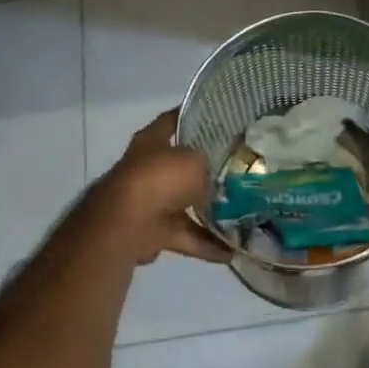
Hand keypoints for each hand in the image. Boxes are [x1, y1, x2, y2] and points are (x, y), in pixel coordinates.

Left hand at [92, 111, 228, 264]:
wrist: (126, 224)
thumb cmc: (160, 178)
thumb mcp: (194, 161)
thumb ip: (207, 166)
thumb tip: (214, 179)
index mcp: (152, 140)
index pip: (173, 120)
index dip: (193, 117)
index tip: (218, 118)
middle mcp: (148, 167)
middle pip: (180, 165)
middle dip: (205, 170)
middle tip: (237, 170)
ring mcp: (149, 200)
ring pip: (185, 203)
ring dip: (209, 212)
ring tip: (242, 215)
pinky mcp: (153, 231)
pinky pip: (186, 235)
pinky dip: (206, 244)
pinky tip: (232, 250)